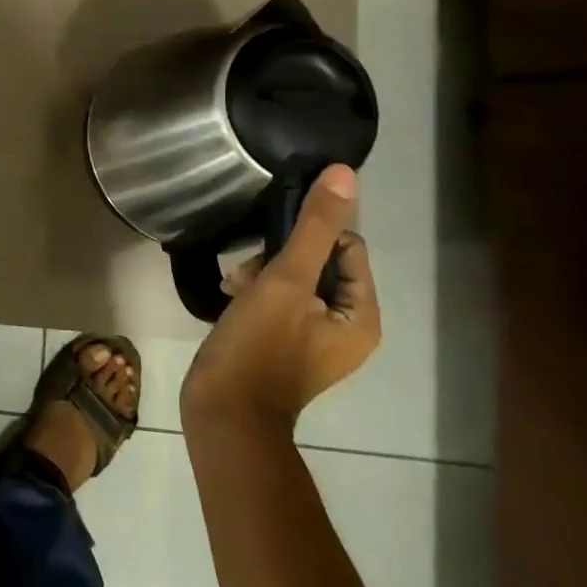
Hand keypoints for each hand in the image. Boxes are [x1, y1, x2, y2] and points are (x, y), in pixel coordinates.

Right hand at [180, 165, 379, 438]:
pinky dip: (255, 293)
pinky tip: (230, 295)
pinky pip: (278, 300)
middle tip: (249, 274)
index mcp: (362, 317)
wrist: (224, 412)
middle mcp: (346, 326)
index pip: (347, 246)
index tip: (273, 254)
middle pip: (319, 262)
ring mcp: (314, 337)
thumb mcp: (285, 280)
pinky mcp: (284, 342)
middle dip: (279, 258)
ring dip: (261, 273)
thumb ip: (314, 227)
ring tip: (234, 286)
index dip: (309, 239)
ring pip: (293, 278)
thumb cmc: (260, 347)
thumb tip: (344, 173)